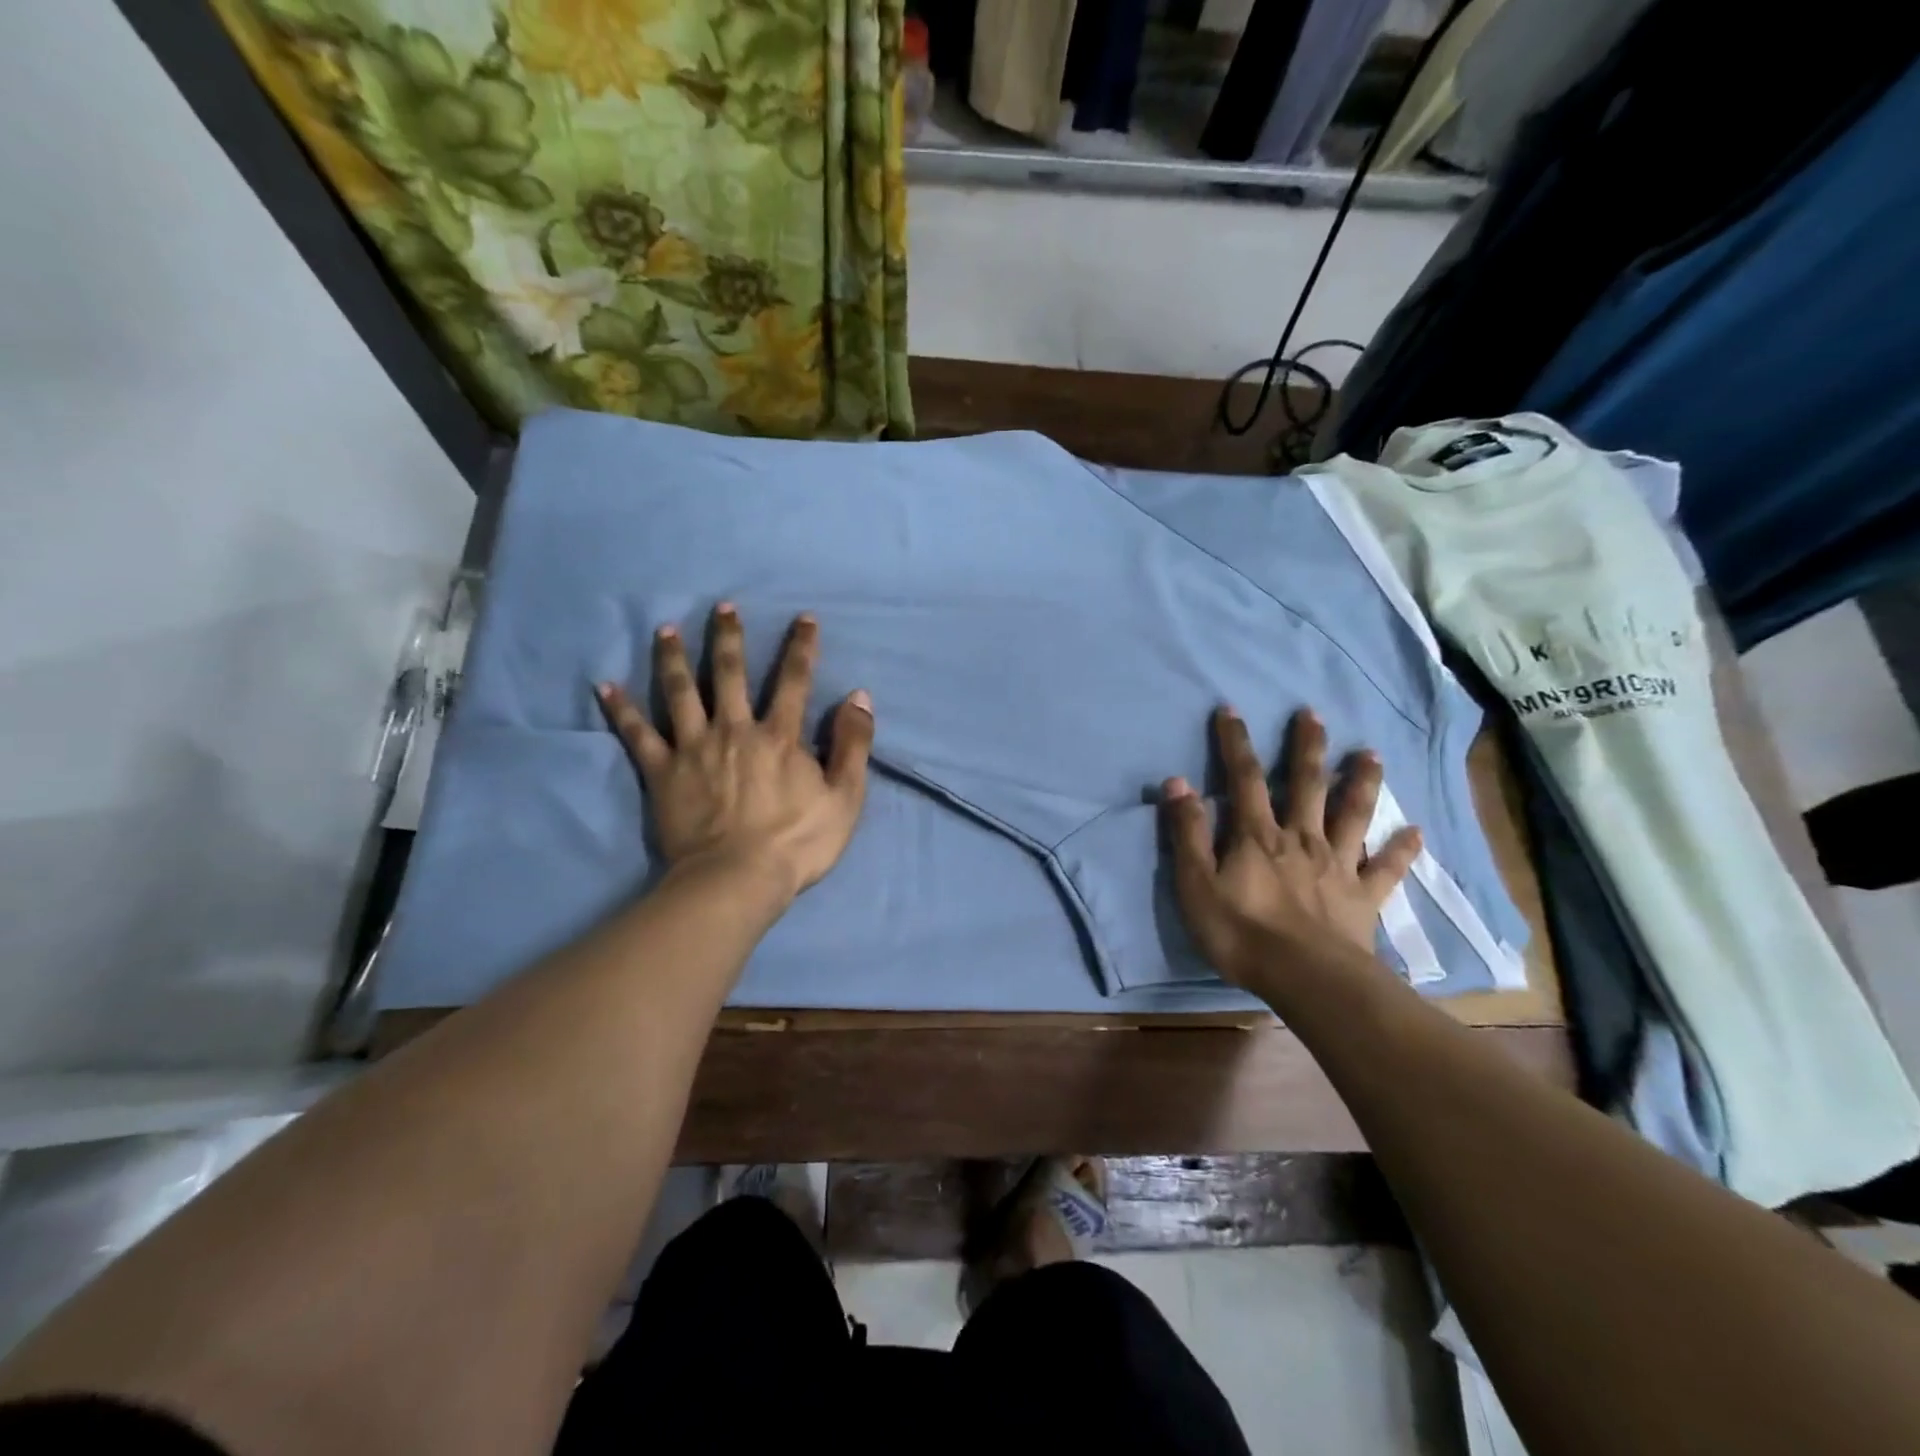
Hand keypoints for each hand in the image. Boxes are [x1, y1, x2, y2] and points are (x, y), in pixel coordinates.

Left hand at [597, 605, 873, 903]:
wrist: (737, 879)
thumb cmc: (797, 842)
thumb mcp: (845, 797)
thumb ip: (853, 744)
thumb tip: (859, 696)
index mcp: (779, 736)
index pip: (794, 680)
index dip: (801, 647)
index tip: (803, 618)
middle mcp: (735, 730)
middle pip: (729, 673)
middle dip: (729, 637)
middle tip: (723, 607)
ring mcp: (694, 748)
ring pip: (680, 692)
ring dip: (673, 658)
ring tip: (666, 629)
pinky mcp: (662, 772)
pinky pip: (638, 735)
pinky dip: (622, 710)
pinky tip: (605, 687)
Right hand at [1160, 706, 1421, 991]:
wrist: (1306, 979)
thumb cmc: (1241, 932)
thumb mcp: (1196, 884)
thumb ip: (1188, 833)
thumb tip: (1177, 783)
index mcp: (1258, 836)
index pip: (1244, 778)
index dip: (1235, 743)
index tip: (1231, 710)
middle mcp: (1301, 838)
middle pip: (1305, 784)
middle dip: (1306, 747)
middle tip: (1313, 714)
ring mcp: (1337, 865)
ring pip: (1352, 814)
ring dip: (1361, 782)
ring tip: (1371, 754)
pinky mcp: (1363, 895)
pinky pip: (1386, 868)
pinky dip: (1401, 849)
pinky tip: (1416, 832)